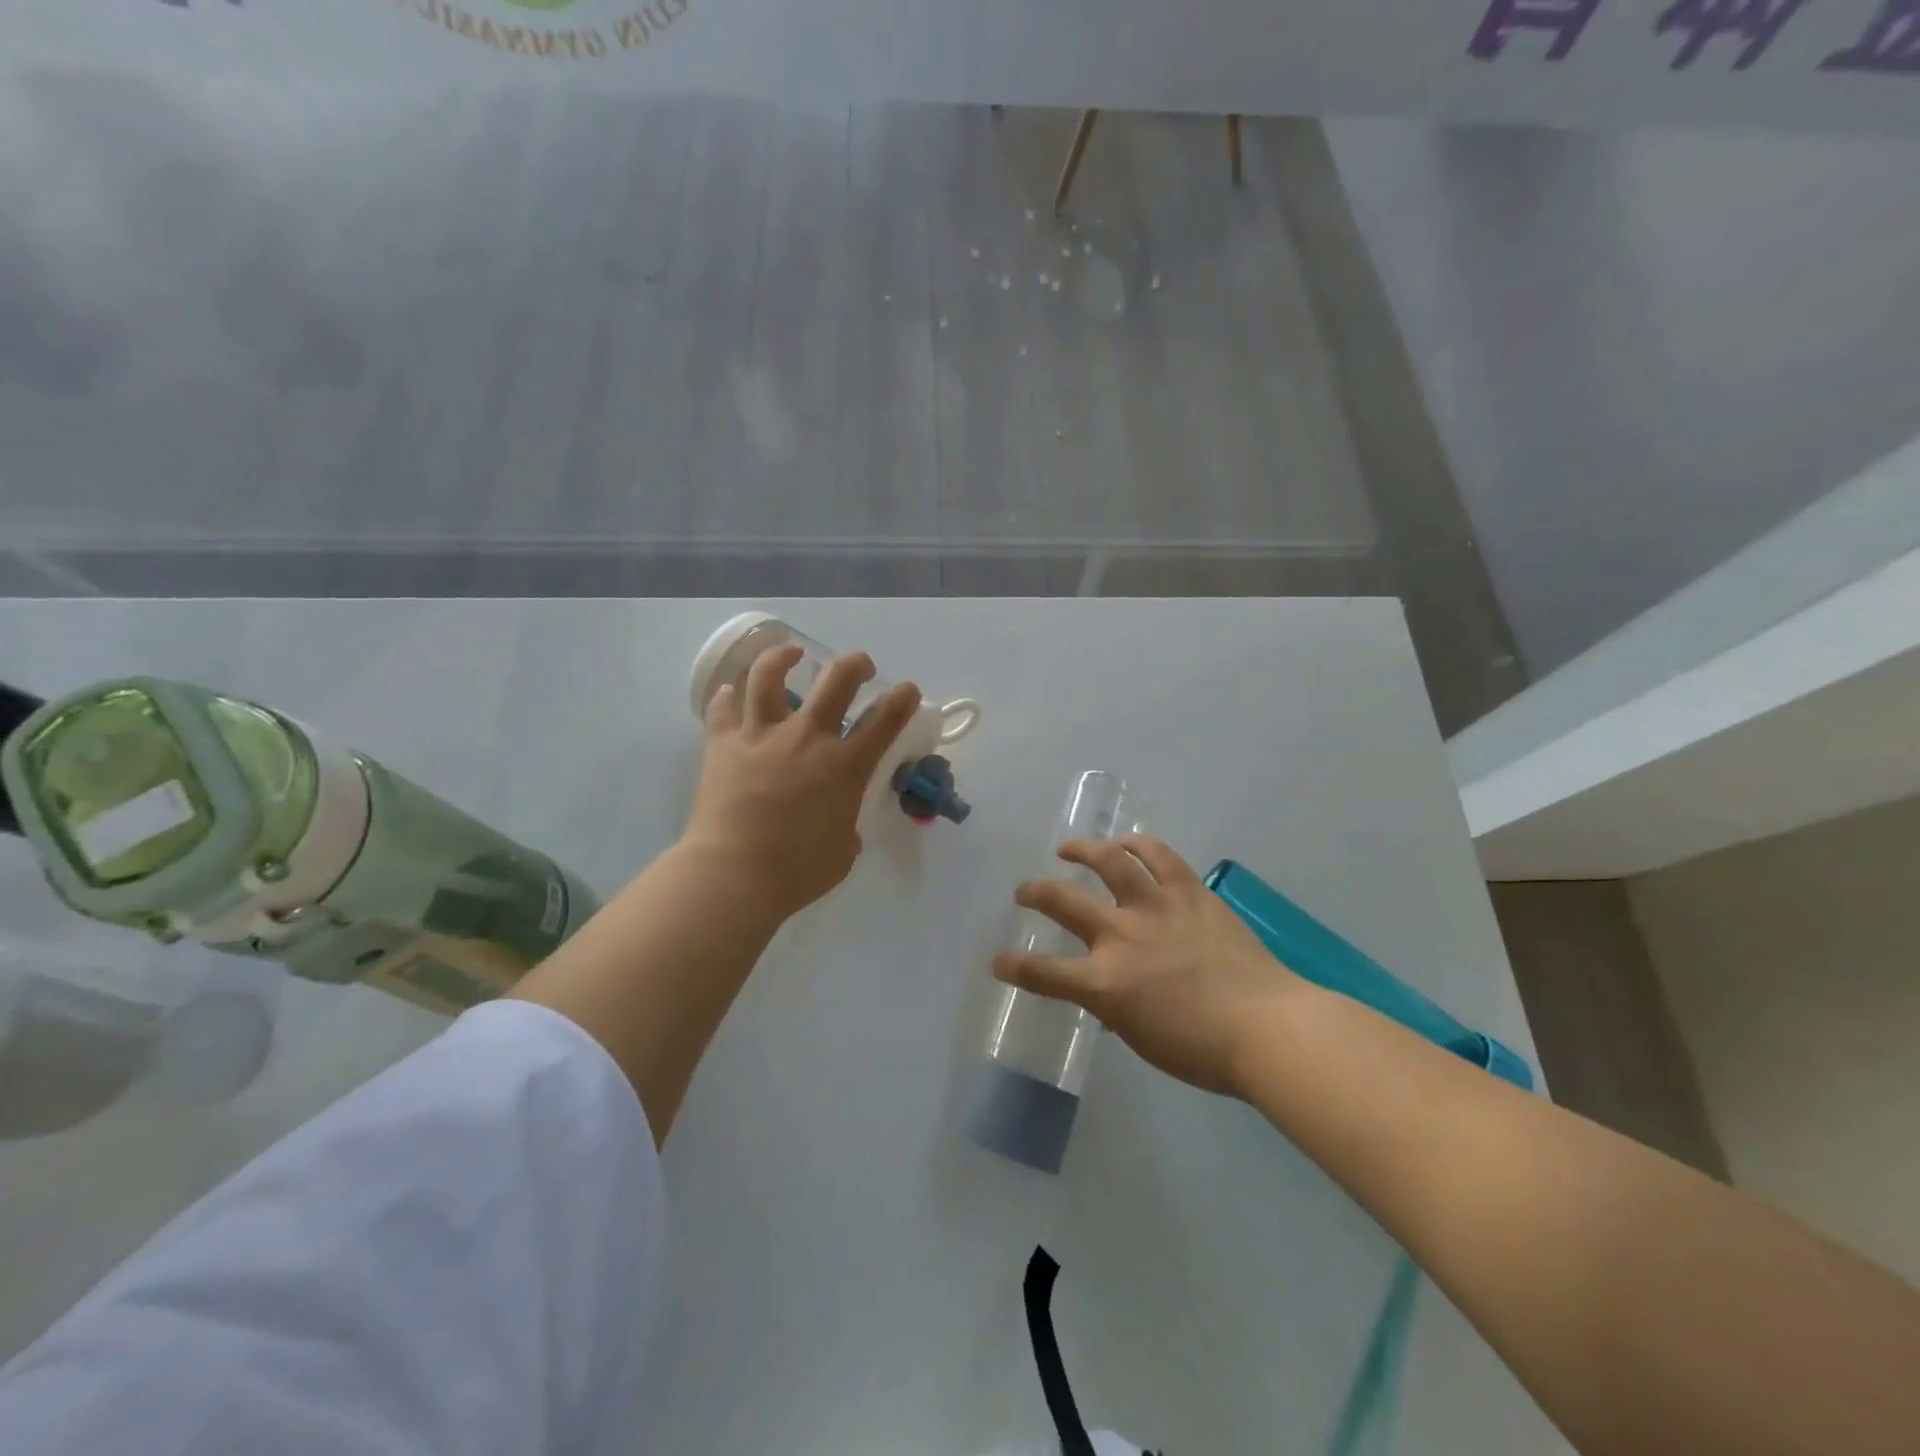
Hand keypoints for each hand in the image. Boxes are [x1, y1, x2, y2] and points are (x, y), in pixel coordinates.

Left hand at [683, 644, 920, 919]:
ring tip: (790, 652)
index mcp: (845, 766)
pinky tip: (731, 693)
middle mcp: (807, 738)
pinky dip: (727, 696)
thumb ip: (846, 827)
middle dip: (855, 665)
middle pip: (837, 680)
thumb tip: (839, 825)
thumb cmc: (797, 872)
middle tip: (860, 667)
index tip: (907, 690)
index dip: (902, 698)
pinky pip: (722, 708)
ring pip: (770, 676)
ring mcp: (762, 736)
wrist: (734, 875)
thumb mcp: (842, 852)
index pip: (885, 719)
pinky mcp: (723, 744)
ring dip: (782, 657)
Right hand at [992, 835, 1302, 1096]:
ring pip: (1110, 862)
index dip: (1014, 968)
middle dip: (1034, 893)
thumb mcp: (1143, 1038)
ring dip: (1083, 851)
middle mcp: (1123, 936)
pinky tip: (1127, 842)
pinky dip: (1139, 845)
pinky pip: (1160, 857)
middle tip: (1024, 891)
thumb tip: (1102, 994)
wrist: (1270, 1027)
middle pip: (1063, 903)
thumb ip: (1113, 1009)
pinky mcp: (1191, 893)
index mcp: (1107, 983)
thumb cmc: (1204, 1050)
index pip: (1044, 974)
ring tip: (1069, 849)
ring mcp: (1158, 908)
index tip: (998, 962)